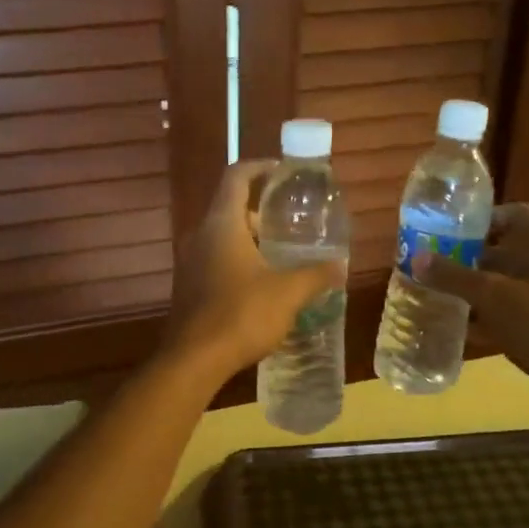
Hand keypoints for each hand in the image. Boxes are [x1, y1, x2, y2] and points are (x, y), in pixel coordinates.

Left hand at [165, 160, 347, 384]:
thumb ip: (315, 275)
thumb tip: (340, 266)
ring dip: (250, 240)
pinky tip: (261, 285)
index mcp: (222, 224)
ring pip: (222, 237)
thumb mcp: (288, 293)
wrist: (193, 360)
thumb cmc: (241, 315)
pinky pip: (215, 260)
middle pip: (230, 208)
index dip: (259, 167)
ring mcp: (189, 261)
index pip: (236, 176)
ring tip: (282, 256)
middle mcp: (200, 235)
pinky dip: (237, 261)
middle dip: (260, 213)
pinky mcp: (188, 286)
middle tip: (290, 224)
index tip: (282, 171)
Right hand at [420, 204, 528, 406]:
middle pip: (506, 248)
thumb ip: (452, 276)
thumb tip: (417, 259)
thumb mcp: (490, 294)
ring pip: (507, 281)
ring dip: (477, 287)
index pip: (512, 213)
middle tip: (437, 265)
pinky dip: (490, 313)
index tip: (450, 232)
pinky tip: (462, 325)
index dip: (482, 218)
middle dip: (470, 257)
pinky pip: (514, 308)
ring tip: (442, 293)